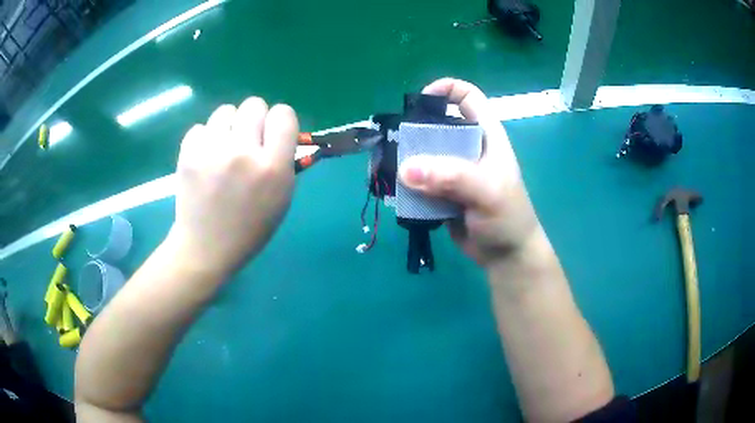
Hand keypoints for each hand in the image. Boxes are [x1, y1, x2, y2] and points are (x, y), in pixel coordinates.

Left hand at [169, 98, 297, 275]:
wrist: (206, 247)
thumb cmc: (249, 227)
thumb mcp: (281, 198)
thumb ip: (284, 161)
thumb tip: (279, 132)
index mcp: (272, 167)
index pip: (283, 114)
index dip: (280, 121)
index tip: (274, 133)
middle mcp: (243, 152)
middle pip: (254, 104)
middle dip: (254, 120)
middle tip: (247, 141)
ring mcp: (212, 151)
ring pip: (226, 110)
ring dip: (229, 127)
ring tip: (223, 149)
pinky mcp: (188, 153)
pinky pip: (201, 127)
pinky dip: (205, 139)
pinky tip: (205, 159)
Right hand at [398, 78, 540, 267]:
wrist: (506, 256)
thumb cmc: (507, 219)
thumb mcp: (487, 192)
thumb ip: (452, 177)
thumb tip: (406, 168)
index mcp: (486, 136)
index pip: (468, 97)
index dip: (445, 90)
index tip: (419, 102)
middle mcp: (467, 147)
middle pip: (436, 125)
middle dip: (413, 131)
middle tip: (393, 146)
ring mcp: (453, 170)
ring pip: (422, 153)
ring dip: (404, 160)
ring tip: (385, 170)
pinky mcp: (441, 192)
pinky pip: (418, 180)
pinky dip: (404, 184)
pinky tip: (393, 191)